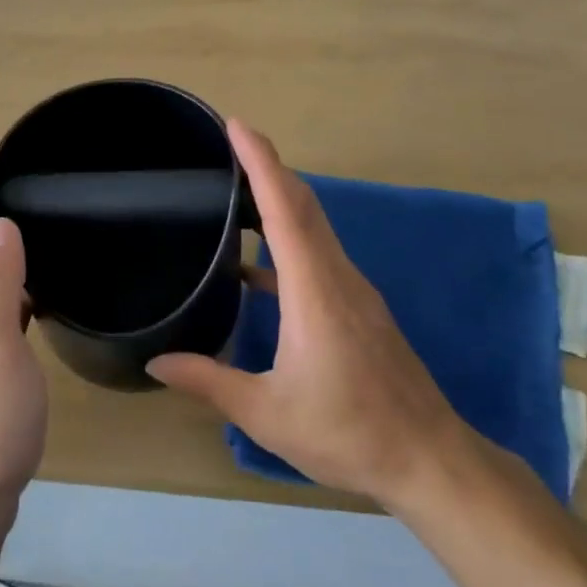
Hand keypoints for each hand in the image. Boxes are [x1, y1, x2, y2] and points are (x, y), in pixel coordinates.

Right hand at [148, 121, 474, 515]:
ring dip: (280, 198)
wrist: (431, 461)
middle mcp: (337, 276)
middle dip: (268, 167)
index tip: (237, 125)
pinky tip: (256, 268)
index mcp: (314, 290)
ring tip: (236, 191)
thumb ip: (209, 382)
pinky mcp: (359, 308)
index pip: (285, 208)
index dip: (261, 162)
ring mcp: (353, 290)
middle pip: (303, 204)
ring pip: (314, 226)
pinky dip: (289, 240)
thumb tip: (155, 362)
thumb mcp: (268, 413)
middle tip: (228, 144)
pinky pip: (319, 254)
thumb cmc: (348, 432)